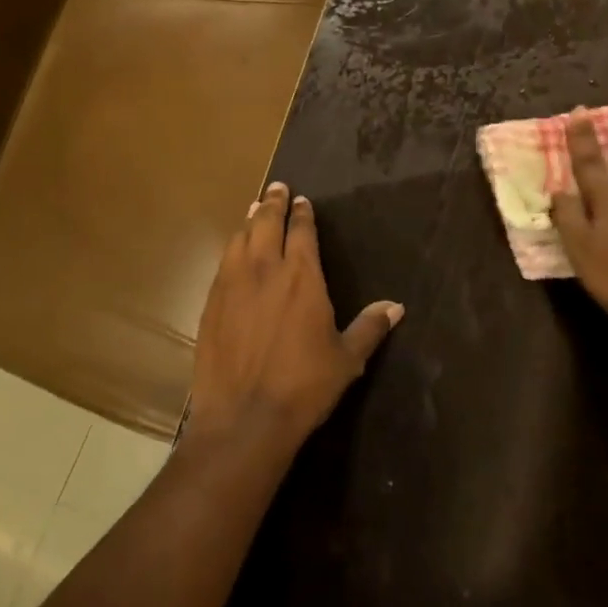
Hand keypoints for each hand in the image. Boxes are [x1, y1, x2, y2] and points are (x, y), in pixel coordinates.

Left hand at [188, 183, 403, 454]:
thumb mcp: (346, 359)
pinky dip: (232, 247)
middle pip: (268, 223)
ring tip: (255, 210)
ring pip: (241, 238)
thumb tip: (396, 306)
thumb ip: (370, 327)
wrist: (244, 418)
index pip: (302, 231)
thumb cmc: (304, 386)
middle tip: (277, 188)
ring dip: (250, 220)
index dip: (302, 213)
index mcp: (302, 276)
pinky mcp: (211, 302)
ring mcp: (234, 283)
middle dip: (274, 203)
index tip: (302, 201)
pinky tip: (234, 249)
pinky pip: (223, 262)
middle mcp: (266, 269)